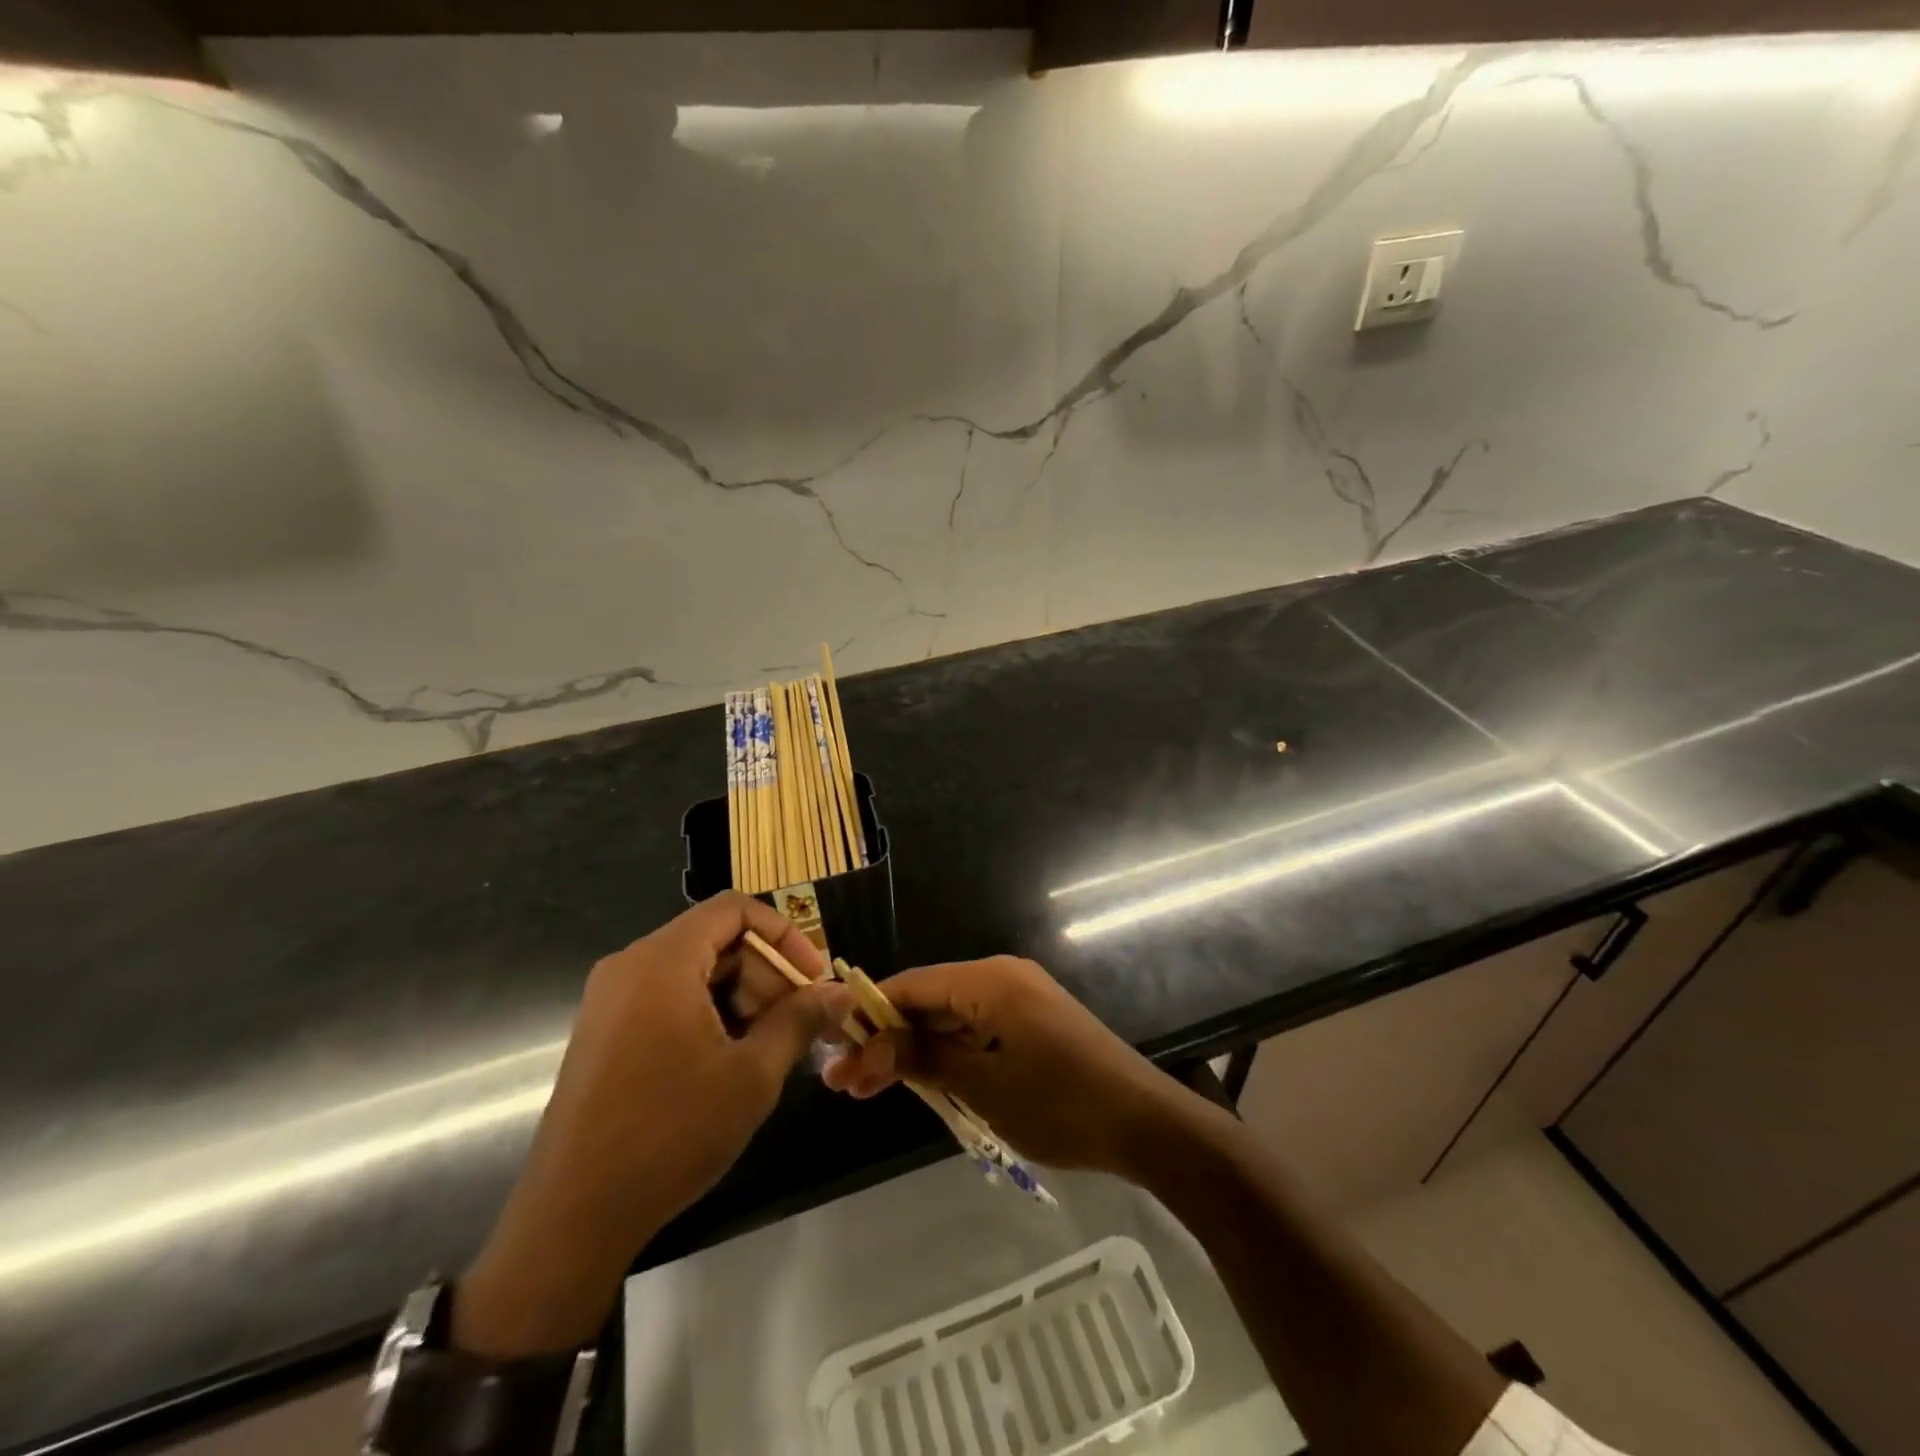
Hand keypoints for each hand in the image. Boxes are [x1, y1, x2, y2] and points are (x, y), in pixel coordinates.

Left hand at [455, 893, 851, 1357]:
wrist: (572, 1217)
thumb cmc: (670, 1133)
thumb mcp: (752, 1074)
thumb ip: (800, 1020)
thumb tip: (840, 993)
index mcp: (663, 960)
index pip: (735, 909)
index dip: (784, 934)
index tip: (813, 978)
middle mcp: (631, 965)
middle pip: (717, 940)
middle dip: (766, 973)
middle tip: (798, 1021)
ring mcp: (612, 1000)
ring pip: (695, 971)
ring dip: (742, 997)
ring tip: (770, 1047)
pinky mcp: (605, 1032)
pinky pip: (669, 998)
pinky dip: (709, 1013)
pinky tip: (731, 1061)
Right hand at [822, 956, 1212, 1177]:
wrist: (1144, 1122)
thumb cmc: (1059, 1104)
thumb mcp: (981, 1086)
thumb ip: (922, 1060)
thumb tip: (866, 1048)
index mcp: (988, 980)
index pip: (911, 985)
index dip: (869, 1016)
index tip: (833, 1050)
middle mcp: (1001, 976)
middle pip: (928, 1000)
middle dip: (888, 1039)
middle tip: (846, 1084)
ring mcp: (1019, 997)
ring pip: (950, 1016)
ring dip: (915, 1050)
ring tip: (872, 1089)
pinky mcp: (1031, 1020)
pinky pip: (975, 1027)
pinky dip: (948, 1052)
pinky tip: (922, 1082)